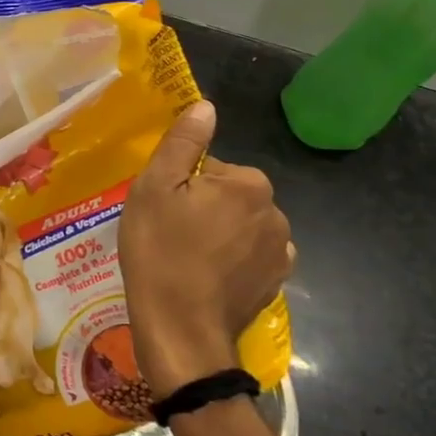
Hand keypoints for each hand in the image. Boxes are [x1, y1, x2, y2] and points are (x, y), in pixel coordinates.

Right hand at [120, 100, 293, 394]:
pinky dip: (232, 260)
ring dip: (218, 233)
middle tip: (168, 233)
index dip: (181, 185)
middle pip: (229, 195)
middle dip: (202, 207)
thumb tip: (206, 106)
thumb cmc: (160, 252)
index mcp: (248, 183)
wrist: (180, 329)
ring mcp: (280, 251)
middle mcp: (275, 212)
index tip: (162, 210)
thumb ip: (183, 144)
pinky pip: (251, 256)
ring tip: (185, 259)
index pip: (211, 168)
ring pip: (240, 225)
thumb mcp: (155, 188)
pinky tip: (207, 277)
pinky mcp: (275, 283)